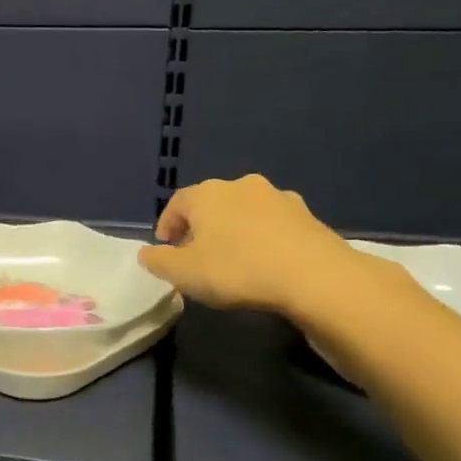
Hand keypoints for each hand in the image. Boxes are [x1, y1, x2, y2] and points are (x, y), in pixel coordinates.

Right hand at [139, 174, 373, 317]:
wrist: (313, 275)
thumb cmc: (236, 269)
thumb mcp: (183, 273)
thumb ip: (158, 262)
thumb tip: (147, 253)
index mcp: (205, 194)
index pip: (176, 204)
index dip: (167, 225)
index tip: (166, 249)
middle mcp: (240, 185)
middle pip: (210, 204)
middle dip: (200, 227)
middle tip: (196, 255)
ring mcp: (277, 197)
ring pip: (243, 211)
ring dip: (233, 230)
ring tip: (232, 258)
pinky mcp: (306, 214)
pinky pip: (272, 224)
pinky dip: (262, 237)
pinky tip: (264, 261)